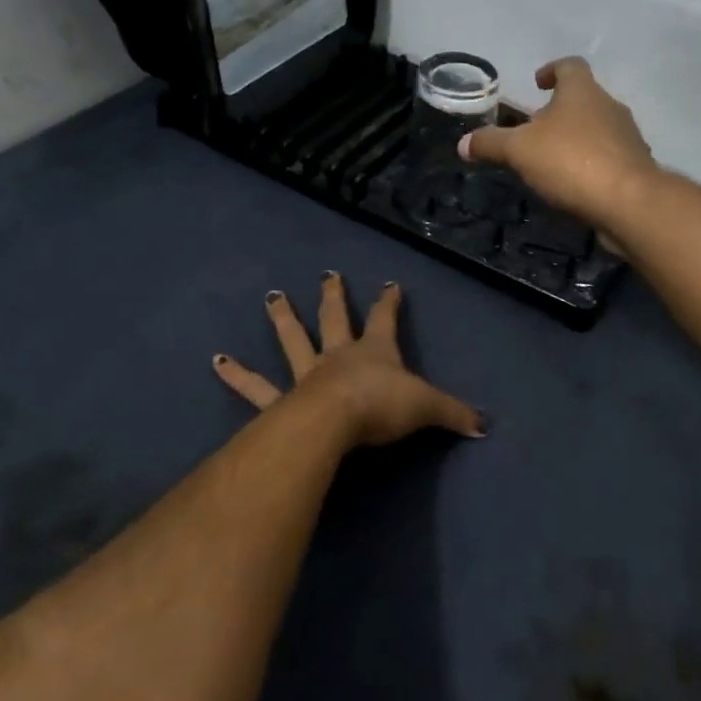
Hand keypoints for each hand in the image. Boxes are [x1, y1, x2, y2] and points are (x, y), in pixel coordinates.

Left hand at [212, 273, 485, 447]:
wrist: (335, 423)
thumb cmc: (382, 407)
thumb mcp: (427, 407)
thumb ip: (454, 414)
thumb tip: (485, 424)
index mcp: (374, 351)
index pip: (386, 319)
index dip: (389, 302)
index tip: (391, 283)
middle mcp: (338, 355)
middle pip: (335, 319)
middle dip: (333, 296)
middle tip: (326, 275)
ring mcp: (307, 375)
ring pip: (293, 341)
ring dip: (282, 319)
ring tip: (271, 297)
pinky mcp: (282, 400)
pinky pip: (256, 388)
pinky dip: (236, 376)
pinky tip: (215, 362)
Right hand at [457, 57, 658, 231]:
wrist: (628, 202)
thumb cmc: (571, 162)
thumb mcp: (519, 151)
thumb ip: (491, 144)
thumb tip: (463, 144)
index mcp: (582, 91)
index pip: (569, 66)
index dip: (552, 70)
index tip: (538, 82)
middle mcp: (610, 106)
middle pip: (584, 99)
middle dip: (560, 111)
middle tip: (536, 129)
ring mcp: (627, 137)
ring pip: (598, 129)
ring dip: (577, 138)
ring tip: (552, 160)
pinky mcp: (636, 167)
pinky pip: (609, 158)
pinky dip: (591, 164)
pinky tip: (575, 185)